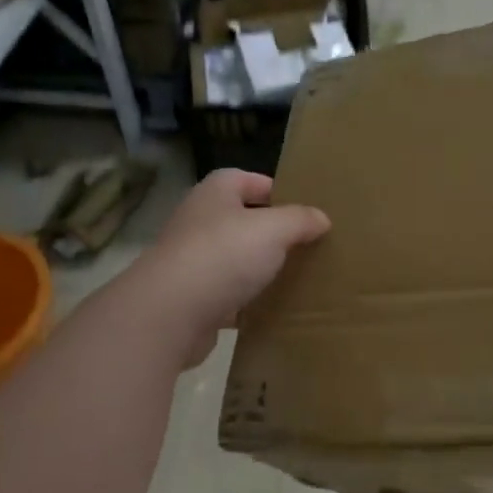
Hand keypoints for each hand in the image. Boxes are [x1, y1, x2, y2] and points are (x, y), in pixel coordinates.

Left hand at [128, 169, 330, 367]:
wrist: (171, 313)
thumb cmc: (223, 255)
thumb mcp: (273, 229)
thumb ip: (299, 220)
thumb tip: (321, 218)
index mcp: (215, 194)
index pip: (246, 179)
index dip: (275, 190)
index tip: (304, 209)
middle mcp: (199, 222)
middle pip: (241, 221)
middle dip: (272, 233)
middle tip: (307, 246)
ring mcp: (192, 262)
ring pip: (235, 261)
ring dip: (260, 270)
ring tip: (297, 279)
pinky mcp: (193, 299)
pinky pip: (228, 296)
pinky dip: (248, 303)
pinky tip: (273, 311)